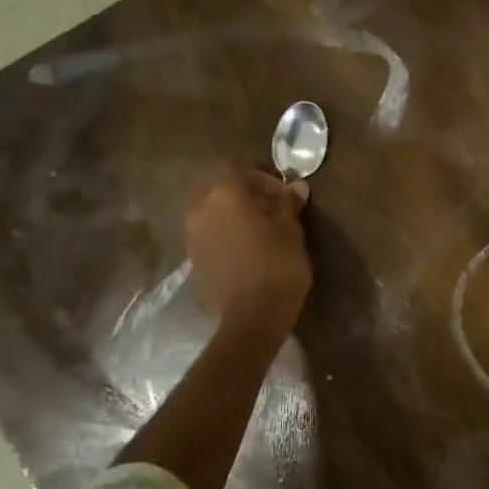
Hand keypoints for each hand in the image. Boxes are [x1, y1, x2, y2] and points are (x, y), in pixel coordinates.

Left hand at [185, 167, 311, 325]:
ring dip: (235, 215)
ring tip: (262, 231)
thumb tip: (296, 186)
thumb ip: (288, 204)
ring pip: (214, 213)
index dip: (263, 178)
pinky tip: (248, 250)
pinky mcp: (194, 259)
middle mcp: (202, 209)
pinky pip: (210, 234)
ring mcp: (193, 236)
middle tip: (274, 210)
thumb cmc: (277, 265)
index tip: (283, 194)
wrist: (251, 318)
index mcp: (225, 194)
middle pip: (222, 190)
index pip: (240, 170)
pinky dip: (226, 234)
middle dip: (247, 195)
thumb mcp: (291, 230)